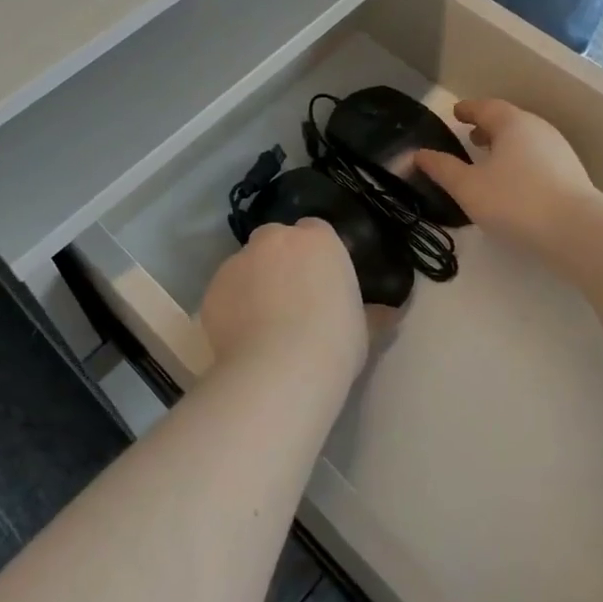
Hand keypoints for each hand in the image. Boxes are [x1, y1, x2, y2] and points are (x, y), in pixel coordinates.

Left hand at [200, 219, 367, 382]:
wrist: (279, 370)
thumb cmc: (334, 343)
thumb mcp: (364, 329)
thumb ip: (372, 313)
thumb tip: (389, 314)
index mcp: (318, 239)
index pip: (315, 231)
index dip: (315, 255)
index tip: (319, 282)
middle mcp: (274, 239)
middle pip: (275, 241)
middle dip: (279, 261)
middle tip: (290, 300)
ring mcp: (238, 261)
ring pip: (246, 266)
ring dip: (253, 284)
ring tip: (261, 325)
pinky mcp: (212, 288)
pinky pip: (225, 293)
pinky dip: (231, 308)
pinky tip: (240, 338)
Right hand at [416, 98, 596, 254]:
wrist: (578, 231)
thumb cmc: (515, 201)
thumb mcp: (468, 187)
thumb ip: (443, 169)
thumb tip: (419, 154)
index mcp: (512, 123)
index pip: (485, 107)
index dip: (468, 110)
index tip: (456, 113)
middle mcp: (538, 129)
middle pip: (508, 120)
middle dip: (488, 127)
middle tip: (471, 137)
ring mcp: (559, 150)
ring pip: (526, 139)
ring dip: (505, 144)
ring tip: (490, 160)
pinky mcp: (572, 174)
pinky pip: (538, 157)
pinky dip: (521, 160)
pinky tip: (515, 182)